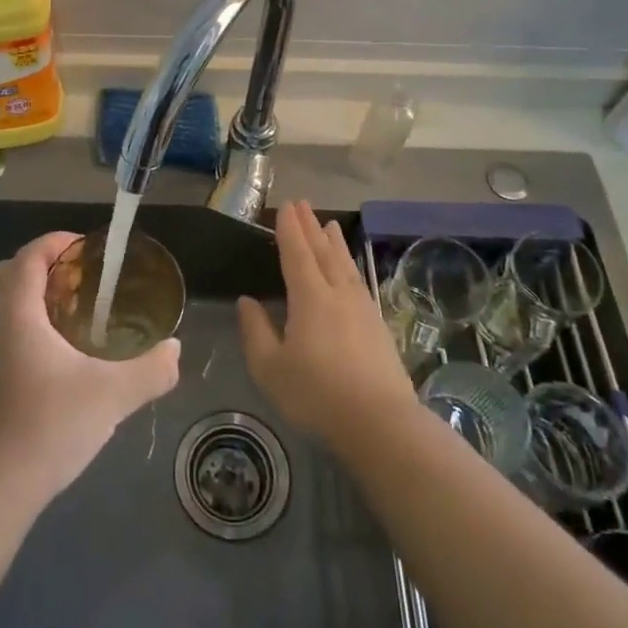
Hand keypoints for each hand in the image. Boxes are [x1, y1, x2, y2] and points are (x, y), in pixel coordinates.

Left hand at [0, 231, 180, 510]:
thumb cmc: (48, 426)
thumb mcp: (111, 395)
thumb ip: (150, 369)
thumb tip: (175, 350)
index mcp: (18, 312)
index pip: (30, 255)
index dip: (58, 242)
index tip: (91, 249)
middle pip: (13, 272)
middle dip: (48, 264)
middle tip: (86, 278)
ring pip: (8, 302)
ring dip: (39, 294)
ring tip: (82, 310)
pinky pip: (8, 327)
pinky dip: (33, 321)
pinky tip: (66, 351)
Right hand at [238, 201, 417, 449]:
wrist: (380, 422)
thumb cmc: (316, 394)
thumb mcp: (270, 368)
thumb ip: (256, 331)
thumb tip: (247, 301)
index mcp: (310, 298)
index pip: (297, 253)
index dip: (290, 230)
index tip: (286, 207)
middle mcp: (338, 294)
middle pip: (323, 252)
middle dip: (310, 227)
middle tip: (302, 204)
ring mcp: (362, 308)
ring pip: (344, 264)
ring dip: (334, 242)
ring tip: (329, 224)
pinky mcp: (378, 325)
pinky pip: (358, 281)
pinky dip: (349, 265)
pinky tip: (349, 270)